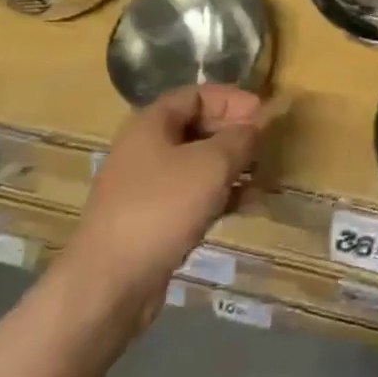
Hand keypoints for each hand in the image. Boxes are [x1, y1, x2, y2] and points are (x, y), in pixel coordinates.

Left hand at [67, 85, 262, 308]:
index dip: (232, 99)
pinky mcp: (153, 220)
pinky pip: (193, 196)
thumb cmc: (161, 207)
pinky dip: (221, 196)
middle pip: (197, 128)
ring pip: (198, 165)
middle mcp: (146, 149)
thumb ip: (239, 139)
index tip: (263, 114)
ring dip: (233, 168)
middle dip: (235, 134)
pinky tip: (249, 207)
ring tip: (264, 179)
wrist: (111, 282)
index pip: (196, 95)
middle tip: (266, 147)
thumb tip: (256, 127)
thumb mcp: (211, 165)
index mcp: (151, 124)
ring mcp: (147, 187)